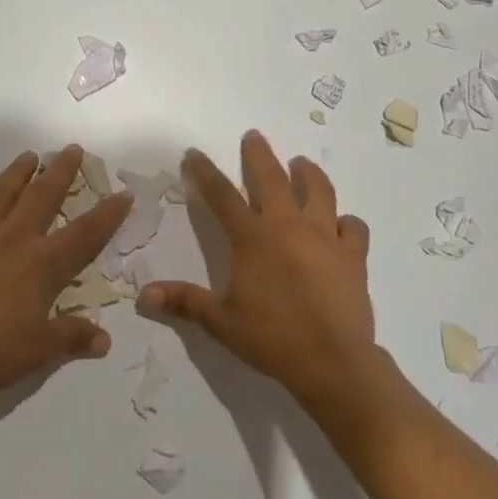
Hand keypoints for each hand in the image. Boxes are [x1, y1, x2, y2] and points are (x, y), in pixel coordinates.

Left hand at [0, 144, 131, 409]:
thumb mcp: (41, 350)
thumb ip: (74, 337)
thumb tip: (105, 341)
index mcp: (41, 264)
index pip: (84, 233)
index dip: (107, 214)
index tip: (123, 193)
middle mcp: (12, 240)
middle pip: (42, 197)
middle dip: (60, 171)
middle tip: (71, 149)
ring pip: (0, 195)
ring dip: (16, 173)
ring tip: (28, 156)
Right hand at [137, 129, 375, 407]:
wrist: (333, 362)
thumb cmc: (272, 339)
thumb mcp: (221, 322)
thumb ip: (184, 302)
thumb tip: (143, 295)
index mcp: (253, 238)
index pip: (222, 195)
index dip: (205, 172)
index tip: (195, 153)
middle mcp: (288, 226)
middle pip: (272, 178)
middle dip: (259, 154)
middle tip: (253, 136)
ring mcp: (325, 237)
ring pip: (319, 191)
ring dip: (308, 174)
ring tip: (301, 164)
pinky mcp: (354, 255)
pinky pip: (353, 227)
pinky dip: (346, 222)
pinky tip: (341, 224)